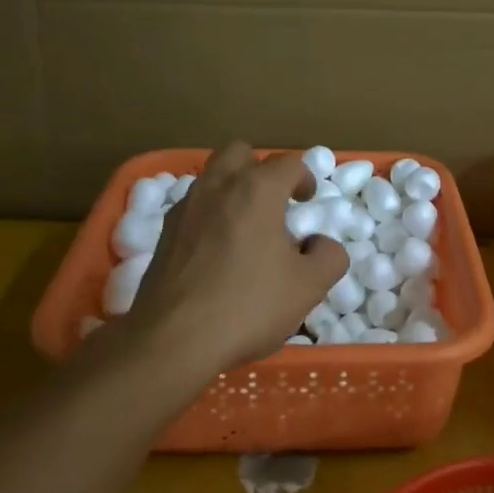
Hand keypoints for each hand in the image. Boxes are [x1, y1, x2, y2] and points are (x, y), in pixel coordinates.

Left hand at [126, 143, 348, 374]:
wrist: (173, 340)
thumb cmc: (248, 305)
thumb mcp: (308, 287)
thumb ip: (329, 257)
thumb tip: (322, 244)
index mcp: (256, 190)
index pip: (288, 163)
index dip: (305, 178)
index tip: (308, 202)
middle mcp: (217, 187)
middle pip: (239, 153)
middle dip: (260, 169)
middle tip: (274, 202)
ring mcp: (185, 208)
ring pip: (211, 178)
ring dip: (232, 190)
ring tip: (247, 228)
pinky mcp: (164, 234)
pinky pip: (193, 207)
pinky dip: (210, 216)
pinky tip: (218, 252)